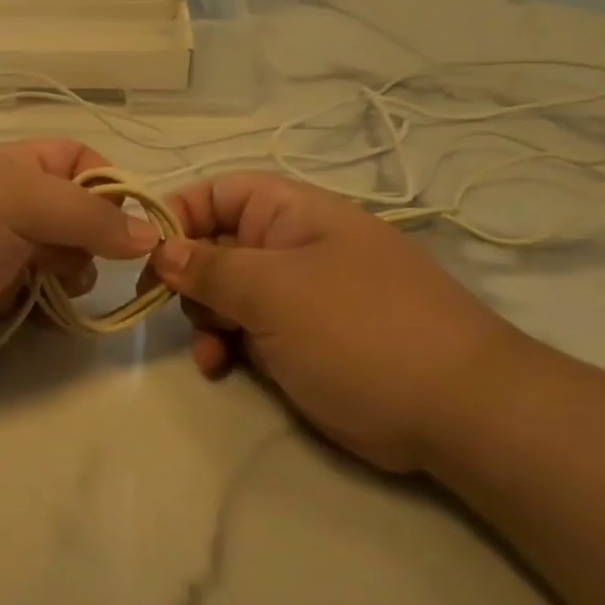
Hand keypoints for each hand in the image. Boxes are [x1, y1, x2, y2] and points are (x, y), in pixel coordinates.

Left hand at [0, 140, 155, 375]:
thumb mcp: (19, 203)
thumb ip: (89, 216)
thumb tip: (149, 233)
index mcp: (9, 166)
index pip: (76, 160)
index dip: (108, 186)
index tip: (130, 225)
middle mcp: (4, 205)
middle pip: (73, 215)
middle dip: (89, 240)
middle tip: (79, 262)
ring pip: (58, 261)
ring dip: (68, 276)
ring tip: (56, 288)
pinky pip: (34, 300)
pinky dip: (41, 308)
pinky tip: (32, 315)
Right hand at [145, 171, 528, 471]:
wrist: (456, 411)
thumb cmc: (359, 329)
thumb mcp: (274, 290)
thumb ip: (210, 267)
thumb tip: (161, 248)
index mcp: (292, 214)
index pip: (219, 192)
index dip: (179, 215)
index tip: (147, 254)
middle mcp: (291, 246)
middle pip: (216, 244)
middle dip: (189, 276)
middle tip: (175, 307)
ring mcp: (297, 295)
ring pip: (226, 293)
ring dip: (205, 319)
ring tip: (208, 350)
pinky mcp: (300, 339)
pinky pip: (246, 331)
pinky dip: (226, 346)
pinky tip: (219, 369)